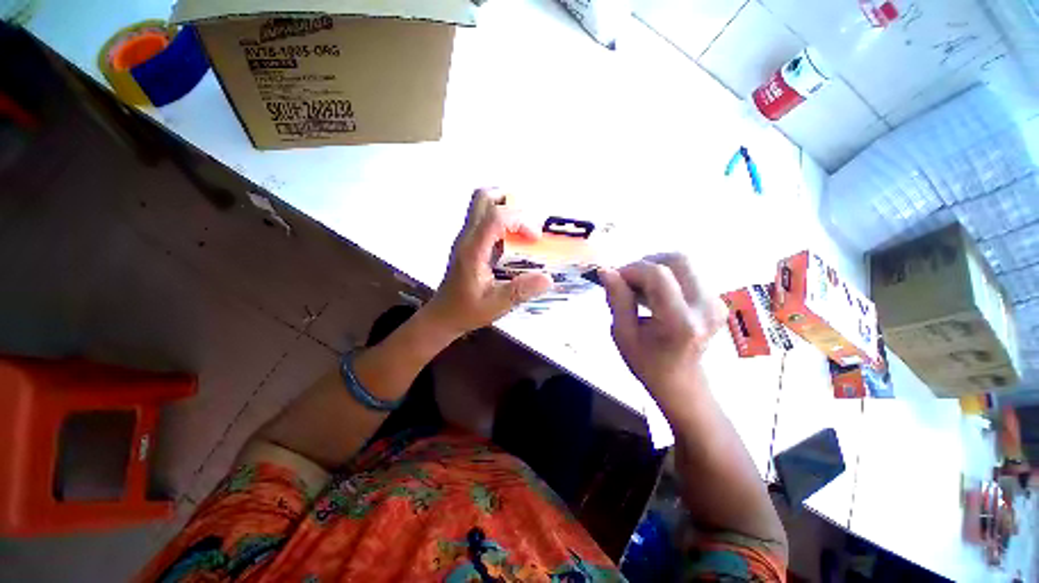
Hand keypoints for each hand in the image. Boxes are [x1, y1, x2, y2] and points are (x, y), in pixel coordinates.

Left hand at [424, 189, 553, 335]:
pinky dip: (500, 219)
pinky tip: (512, 240)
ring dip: (504, 207)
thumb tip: (548, 279)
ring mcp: (465, 237)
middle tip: (528, 220)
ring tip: (522, 228)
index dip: (519, 220)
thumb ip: (520, 292)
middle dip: (508, 200)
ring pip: (481, 204)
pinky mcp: (468, 242)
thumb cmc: (467, 311)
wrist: (443, 315)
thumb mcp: (496, 306)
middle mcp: (467, 237)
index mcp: (473, 251)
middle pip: (482, 198)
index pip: (495, 217)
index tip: (535, 238)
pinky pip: (484, 218)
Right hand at [599, 253, 727, 396]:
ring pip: (683, 262)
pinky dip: (665, 274)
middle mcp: (705, 307)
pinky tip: (653, 292)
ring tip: (639, 288)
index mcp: (680, 321)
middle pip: (677, 260)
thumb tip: (606, 270)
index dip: (632, 269)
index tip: (615, 279)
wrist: (681, 381)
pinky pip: (687, 272)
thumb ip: (617, 299)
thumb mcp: (623, 333)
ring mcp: (716, 302)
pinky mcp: (716, 299)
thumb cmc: (646, 362)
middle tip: (627, 281)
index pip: (658, 275)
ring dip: (655, 268)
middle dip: (645, 263)